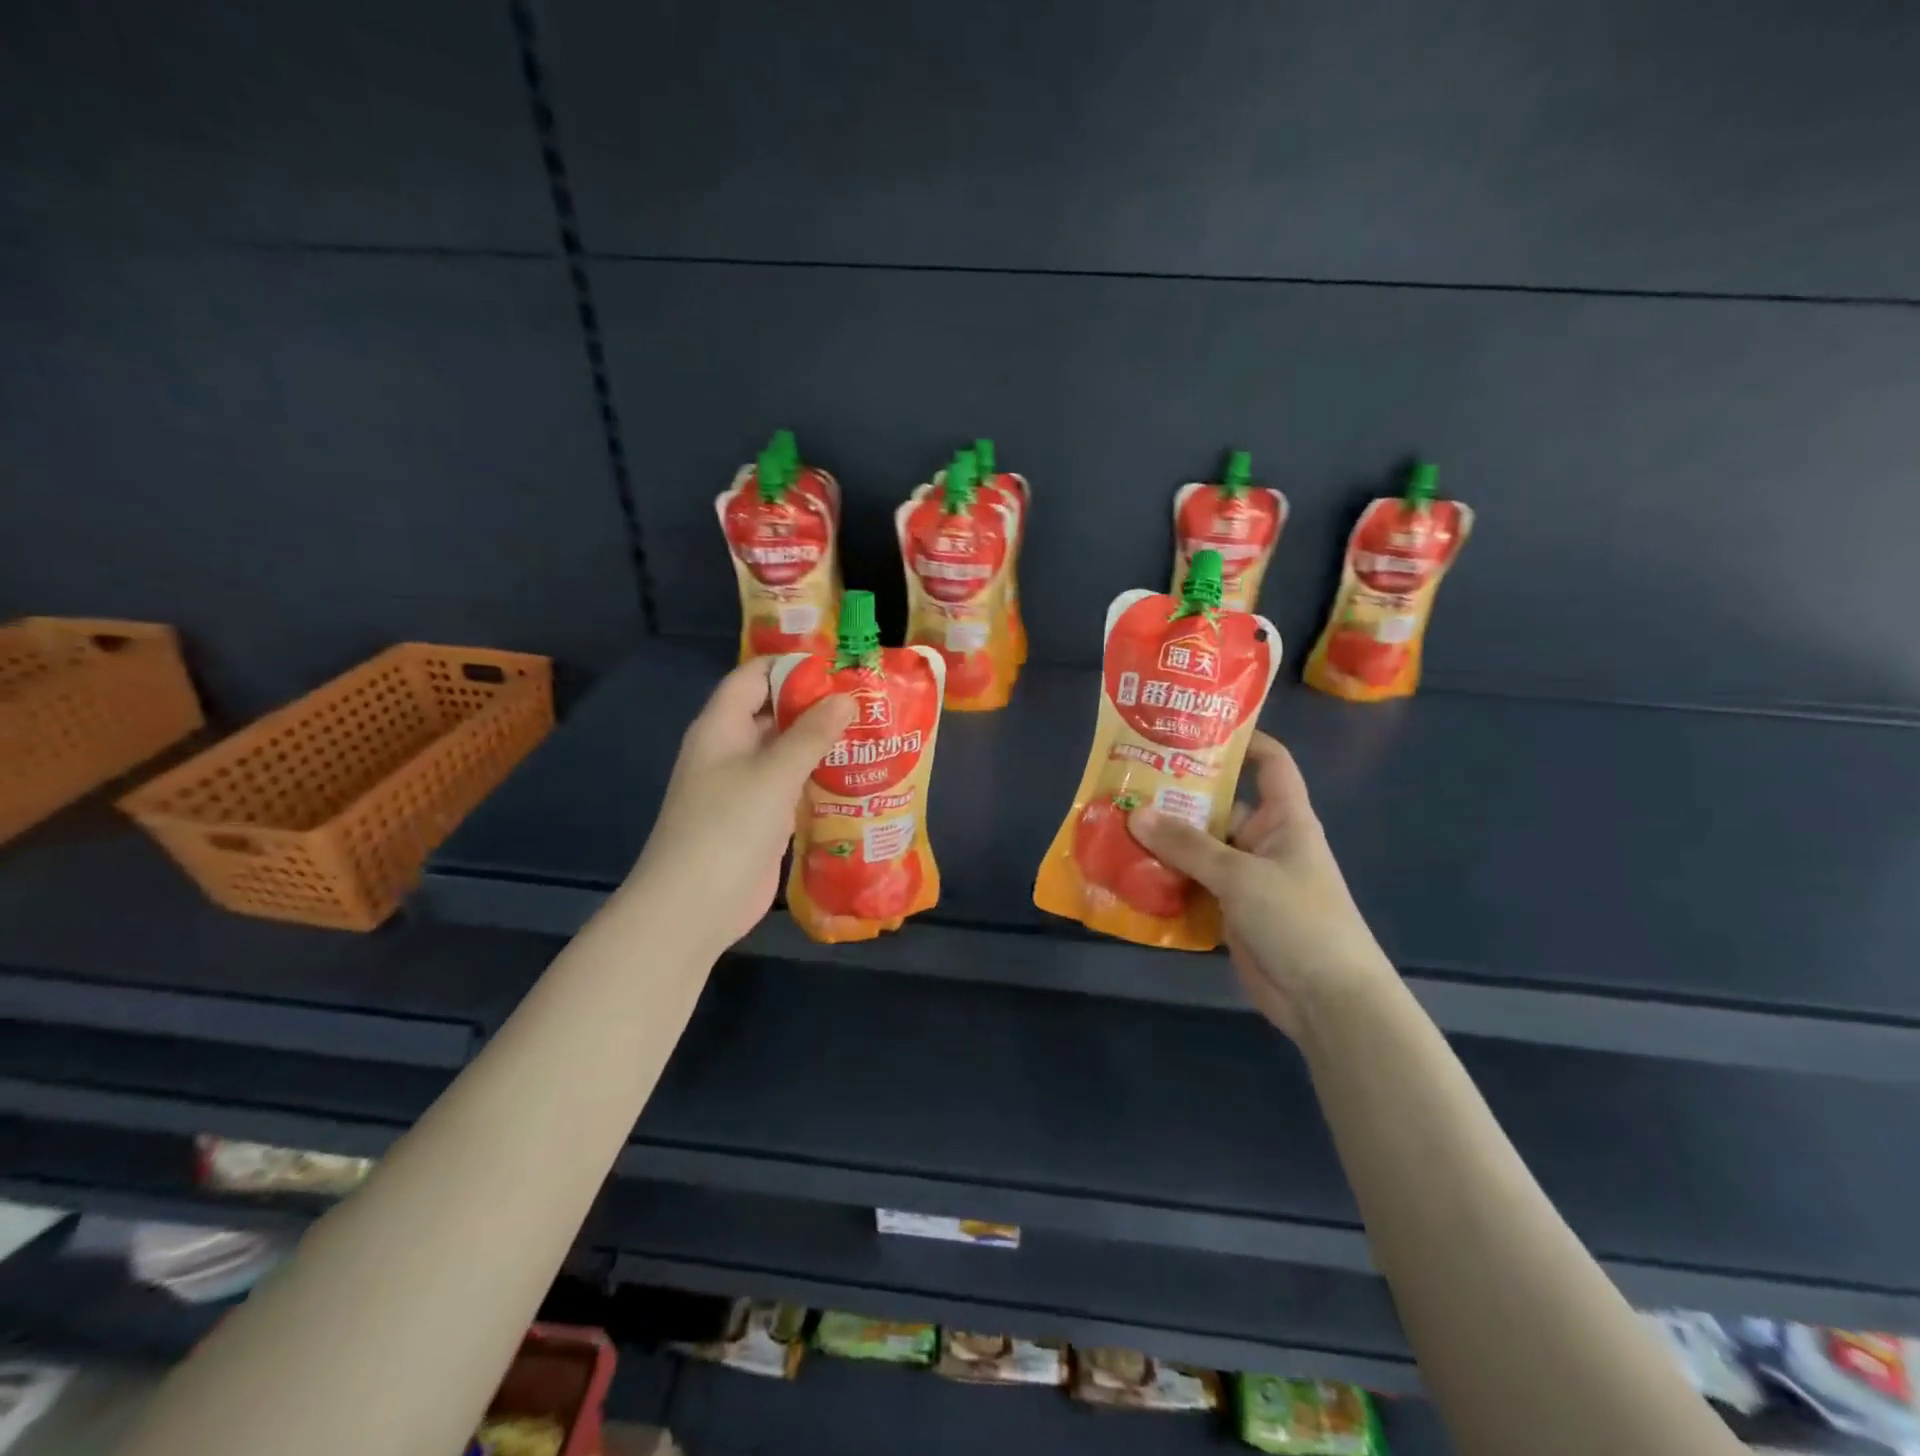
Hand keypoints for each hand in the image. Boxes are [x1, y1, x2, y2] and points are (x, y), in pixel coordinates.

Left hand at [628, 659, 854, 955]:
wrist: (694, 906)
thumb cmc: (728, 826)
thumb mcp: (774, 773)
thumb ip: (811, 734)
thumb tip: (846, 697)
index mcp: (721, 727)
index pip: (753, 676)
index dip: (791, 665)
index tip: (839, 665)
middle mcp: (731, 750)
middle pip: (773, 712)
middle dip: (816, 704)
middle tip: (867, 700)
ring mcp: (745, 786)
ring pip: (786, 751)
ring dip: (822, 744)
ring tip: (872, 733)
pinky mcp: (760, 818)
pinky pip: (792, 786)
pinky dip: (819, 778)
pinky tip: (856, 778)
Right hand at [1127, 732, 1393, 1038]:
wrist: (1327, 1001)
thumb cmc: (1298, 920)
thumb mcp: (1241, 876)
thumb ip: (1188, 845)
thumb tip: (1136, 813)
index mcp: (1284, 818)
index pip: (1270, 762)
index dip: (1241, 740)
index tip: (1192, 729)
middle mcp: (1264, 841)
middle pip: (1219, 805)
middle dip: (1176, 795)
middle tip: (1127, 782)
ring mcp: (1246, 878)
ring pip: (1199, 848)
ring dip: (1163, 842)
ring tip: (1115, 824)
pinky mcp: (1229, 911)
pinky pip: (1192, 885)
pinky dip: (1165, 880)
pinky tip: (1127, 873)